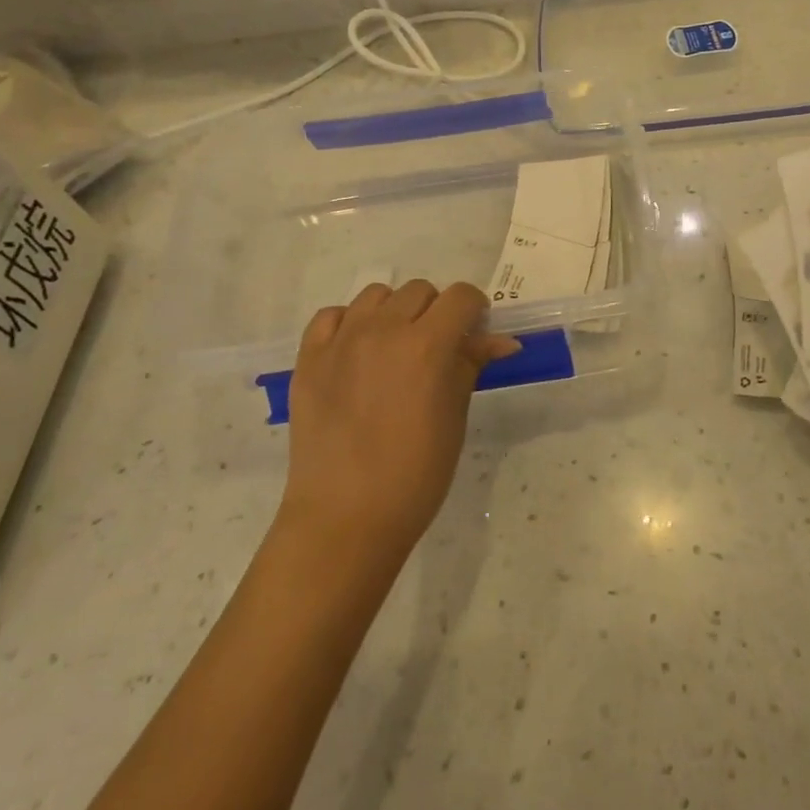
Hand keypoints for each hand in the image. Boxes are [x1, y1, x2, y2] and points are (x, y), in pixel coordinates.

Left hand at [279, 280, 519, 557]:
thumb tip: (500, 339)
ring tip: (395, 347)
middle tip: (437, 347)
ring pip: (376, 295)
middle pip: (419, 290)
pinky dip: (349, 323)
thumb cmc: (416, 474)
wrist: (345, 518)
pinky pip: (331, 316)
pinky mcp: (308, 358)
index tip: (475, 331)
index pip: (460, 297)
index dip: (475, 309)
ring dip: (394, 312)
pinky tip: (356, 351)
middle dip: (436, 310)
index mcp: (427, 346)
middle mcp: (383, 331)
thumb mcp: (455, 416)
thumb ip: (471, 365)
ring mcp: (340, 342)